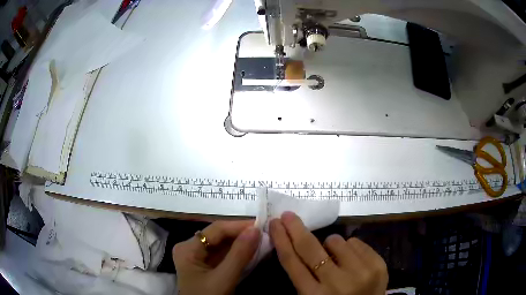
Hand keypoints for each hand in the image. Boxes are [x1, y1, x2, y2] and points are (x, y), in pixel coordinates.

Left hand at [173, 220, 260, 294]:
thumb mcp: (224, 278)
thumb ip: (239, 254)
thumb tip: (256, 229)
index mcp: (187, 248)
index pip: (216, 230)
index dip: (239, 226)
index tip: (261, 225)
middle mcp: (190, 248)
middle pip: (218, 236)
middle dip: (241, 235)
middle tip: (264, 232)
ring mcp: (198, 257)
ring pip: (222, 245)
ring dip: (241, 243)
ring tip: (262, 239)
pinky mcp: (206, 266)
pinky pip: (223, 255)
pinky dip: (238, 253)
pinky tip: (252, 251)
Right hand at [270, 212, 387, 294]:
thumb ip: (304, 277)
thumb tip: (296, 243)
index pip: (292, 262)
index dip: (281, 240)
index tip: (274, 223)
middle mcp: (337, 283)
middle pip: (310, 248)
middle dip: (295, 229)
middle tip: (288, 215)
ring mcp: (361, 272)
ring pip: (336, 241)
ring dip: (330, 245)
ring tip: (335, 258)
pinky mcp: (378, 264)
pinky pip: (356, 242)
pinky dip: (349, 248)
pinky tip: (352, 261)